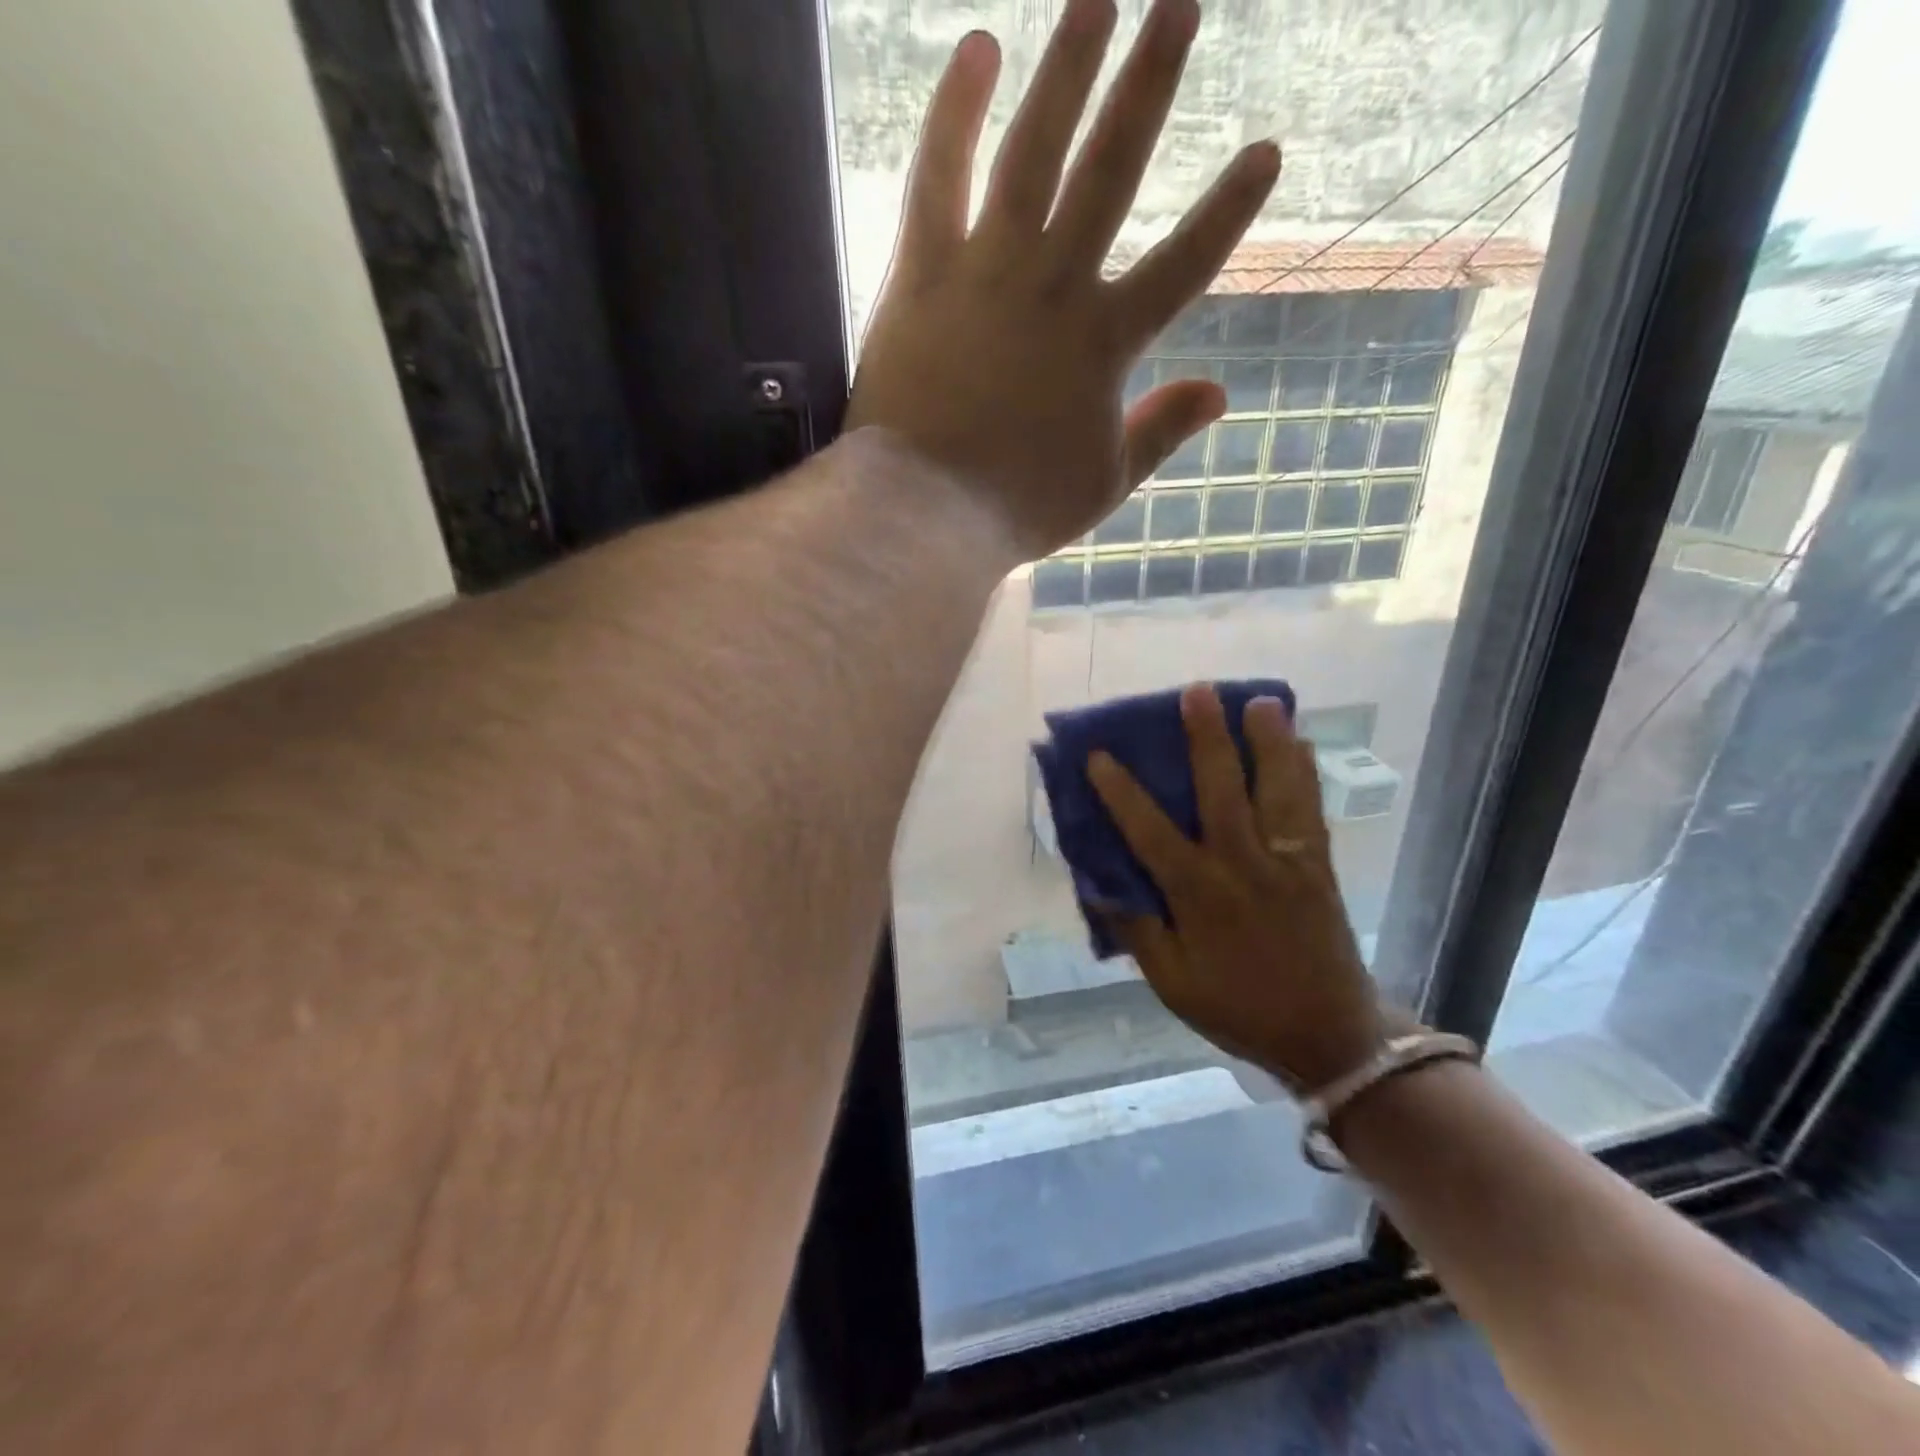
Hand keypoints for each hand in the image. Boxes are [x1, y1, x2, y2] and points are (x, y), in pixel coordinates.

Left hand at [845, 0, 1281, 558]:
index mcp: (1105, 344)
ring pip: (1034, 150)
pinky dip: (953, 111)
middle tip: (1179, 4)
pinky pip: (937, 176)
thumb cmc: (1017, 507)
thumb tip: (1220, 393)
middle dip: (1150, 85)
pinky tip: (977, 50)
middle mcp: (1054, 287)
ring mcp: (986, 271)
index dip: (1228, 209)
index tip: (1265, 151)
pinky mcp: (921, 273)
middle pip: (1113, 170)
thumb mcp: (1105, 485)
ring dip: (1068, 67)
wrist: (928, 511)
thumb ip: (1161, 433)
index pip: (1185, 264)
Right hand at [1087, 684, 1384, 1091]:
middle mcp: (1243, 865)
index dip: (1121, 791)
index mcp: (1199, 895)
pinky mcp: (1319, 866)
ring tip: (1261, 702)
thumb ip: (1137, 931)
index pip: (1150, 832)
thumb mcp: (1172, 983)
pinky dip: (1306, 774)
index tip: (1099, 754)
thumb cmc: (1239, 1008)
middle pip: (1222, 790)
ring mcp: (1288, 861)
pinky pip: (1312, 810)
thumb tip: (1099, 886)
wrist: (1330, 1035)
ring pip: (1277, 791)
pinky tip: (1303, 744)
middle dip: (1207, 739)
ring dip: (1268, 743)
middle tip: (1197, 692)